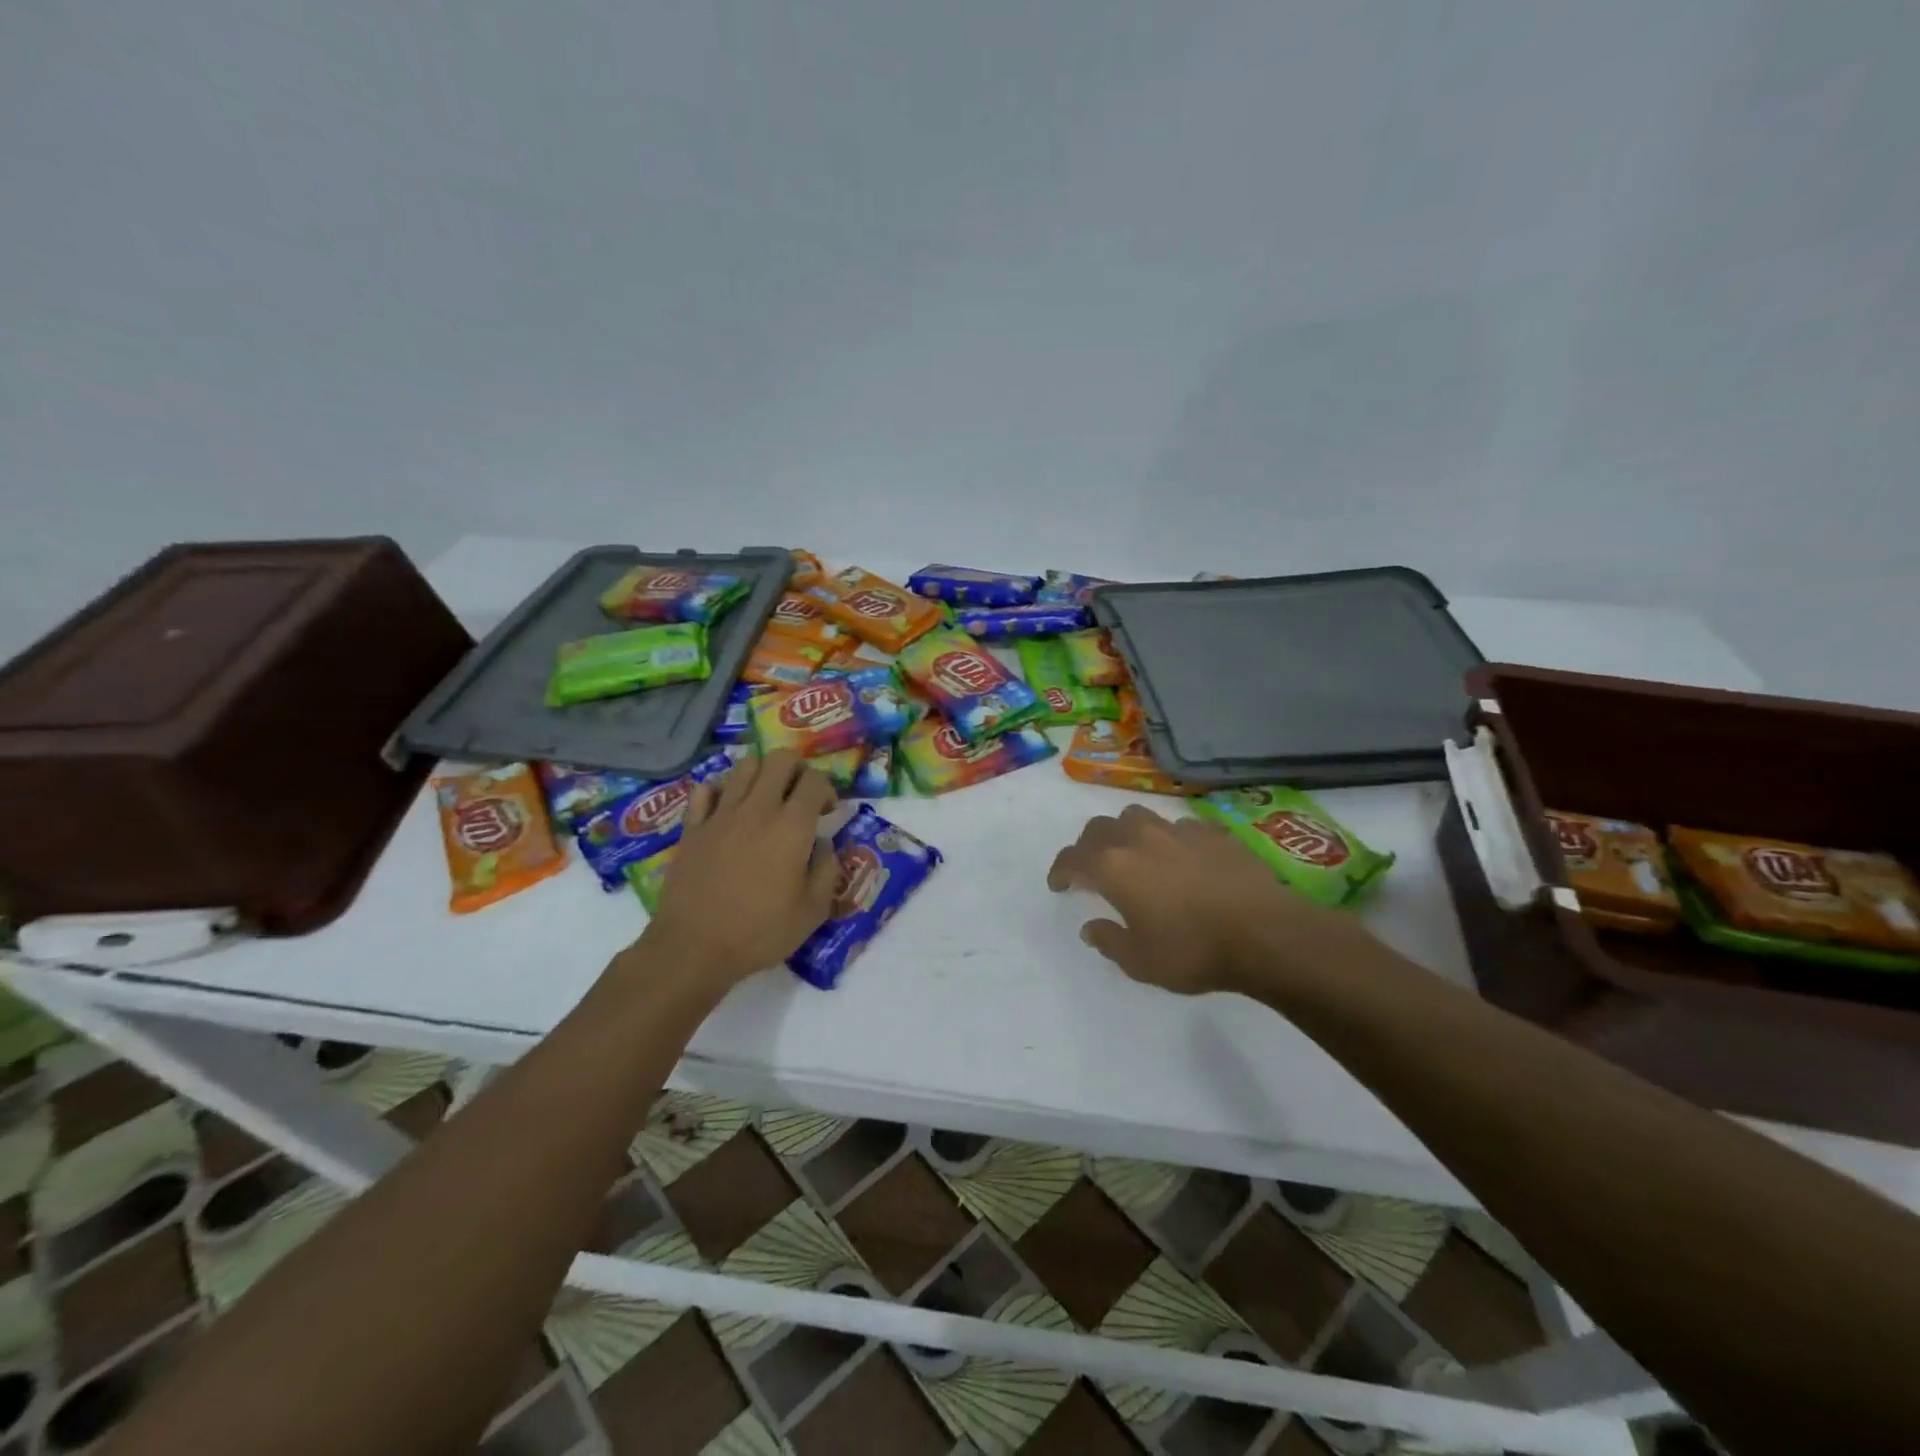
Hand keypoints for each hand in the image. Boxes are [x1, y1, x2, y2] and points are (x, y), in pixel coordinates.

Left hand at [638, 751, 837, 996]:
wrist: (694, 947)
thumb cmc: (760, 932)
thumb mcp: (813, 911)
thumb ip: (826, 870)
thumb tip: (822, 844)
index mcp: (792, 826)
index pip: (815, 780)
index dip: (827, 789)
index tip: (828, 812)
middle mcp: (758, 808)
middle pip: (780, 758)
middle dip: (797, 769)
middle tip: (799, 796)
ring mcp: (721, 814)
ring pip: (744, 766)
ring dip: (761, 774)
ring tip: (765, 799)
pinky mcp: (693, 826)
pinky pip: (705, 790)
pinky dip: (719, 791)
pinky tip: (727, 809)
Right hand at [1047, 804, 1376, 996]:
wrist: (1265, 934)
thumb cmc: (1194, 952)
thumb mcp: (1141, 962)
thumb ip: (1109, 941)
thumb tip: (1091, 927)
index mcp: (1114, 867)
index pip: (1072, 858)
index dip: (1060, 870)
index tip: (1059, 885)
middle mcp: (1139, 838)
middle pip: (1099, 828)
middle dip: (1088, 846)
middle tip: (1091, 868)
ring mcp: (1177, 830)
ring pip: (1137, 817)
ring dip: (1124, 832)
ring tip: (1133, 853)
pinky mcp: (1212, 831)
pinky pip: (1177, 825)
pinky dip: (1167, 838)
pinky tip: (1179, 857)